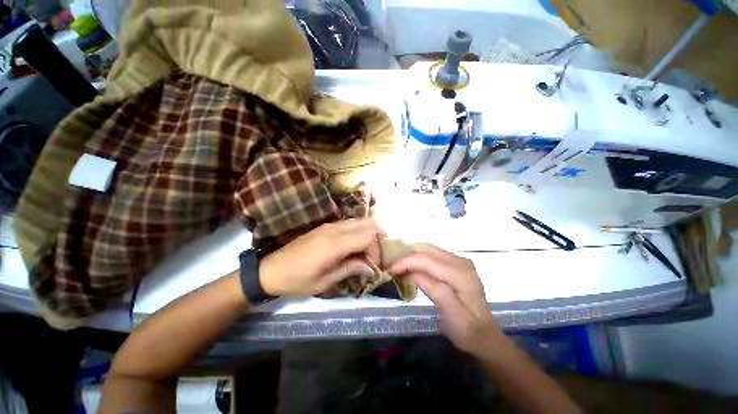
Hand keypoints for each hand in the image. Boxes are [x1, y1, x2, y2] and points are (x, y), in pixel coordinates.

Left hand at [259, 219, 384, 296]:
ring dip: (369, 234)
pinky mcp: (326, 226)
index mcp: (334, 244)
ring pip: (360, 221)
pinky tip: (355, 246)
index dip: (377, 250)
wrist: (270, 270)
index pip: (368, 236)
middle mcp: (335, 229)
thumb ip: (350, 269)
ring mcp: (330, 225)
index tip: (374, 266)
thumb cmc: (297, 280)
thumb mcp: (324, 282)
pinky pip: (350, 224)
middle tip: (378, 255)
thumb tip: (371, 268)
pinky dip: (359, 232)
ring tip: (369, 251)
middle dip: (378, 238)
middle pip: (368, 223)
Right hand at [388, 244, 503, 357]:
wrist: (484, 335)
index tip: (390, 270)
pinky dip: (419, 259)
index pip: (427, 259)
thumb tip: (412, 272)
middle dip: (407, 256)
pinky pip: (432, 254)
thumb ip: (432, 288)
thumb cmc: (466, 329)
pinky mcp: (456, 264)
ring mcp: (459, 261)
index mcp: (461, 274)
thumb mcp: (449, 314)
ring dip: (412, 256)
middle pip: (427, 249)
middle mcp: (461, 261)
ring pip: (428, 249)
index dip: (406, 262)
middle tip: (392, 267)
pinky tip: (412, 268)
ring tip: (399, 267)